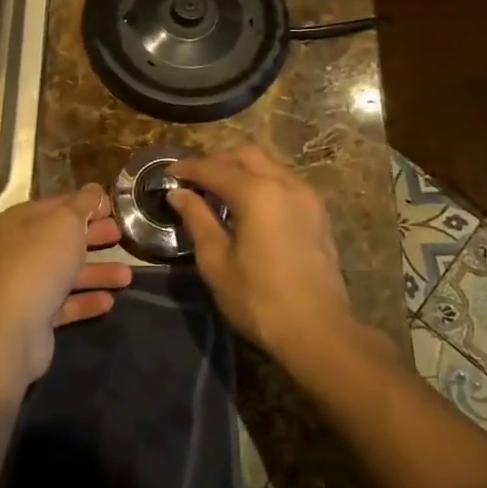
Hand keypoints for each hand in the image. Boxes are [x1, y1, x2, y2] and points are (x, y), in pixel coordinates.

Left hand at [0, 186, 132, 382]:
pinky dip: (86, 300)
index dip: (86, 204)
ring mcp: (27, 283)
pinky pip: (66, 303)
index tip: (114, 208)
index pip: (58, 205)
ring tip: (127, 276)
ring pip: (67, 272)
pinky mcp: (36, 315)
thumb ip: (83, 204)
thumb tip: (94, 189)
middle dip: (93, 236)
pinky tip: (109, 301)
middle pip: (63, 239)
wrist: (12, 325)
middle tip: (122, 236)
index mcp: (22, 220)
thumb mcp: (66, 222)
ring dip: (97, 272)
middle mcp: (21, 249)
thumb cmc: (41, 261)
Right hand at [169, 145, 352, 355]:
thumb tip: (178, 194)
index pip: (214, 168)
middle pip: (245, 155)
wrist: (318, 332)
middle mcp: (284, 183)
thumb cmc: (258, 299)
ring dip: (241, 169)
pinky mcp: (318, 213)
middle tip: (194, 181)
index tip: (168, 174)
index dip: (187, 168)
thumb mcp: (215, 261)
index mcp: (256, 193)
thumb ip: (197, 219)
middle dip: (216, 161)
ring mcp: (306, 196)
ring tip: (219, 192)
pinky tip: (249, 206)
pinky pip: (284, 182)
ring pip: (268, 164)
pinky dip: (262, 182)